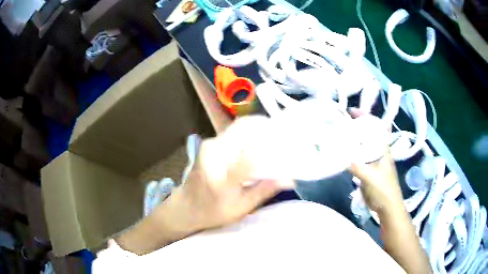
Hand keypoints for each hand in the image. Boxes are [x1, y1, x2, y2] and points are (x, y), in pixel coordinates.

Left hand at [176, 116, 293, 230]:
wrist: (185, 207)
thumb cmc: (213, 212)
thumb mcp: (241, 208)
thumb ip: (264, 191)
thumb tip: (289, 179)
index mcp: (223, 176)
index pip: (252, 155)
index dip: (272, 146)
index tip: (288, 144)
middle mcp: (214, 154)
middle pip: (244, 129)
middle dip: (266, 129)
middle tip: (282, 137)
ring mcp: (209, 145)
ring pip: (238, 128)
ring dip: (257, 130)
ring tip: (272, 139)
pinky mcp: (208, 144)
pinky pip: (232, 133)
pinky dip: (247, 134)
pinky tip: (256, 144)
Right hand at [348, 108, 404, 215]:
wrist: (387, 208)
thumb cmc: (384, 191)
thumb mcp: (371, 178)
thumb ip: (358, 167)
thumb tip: (340, 158)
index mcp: (383, 149)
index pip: (376, 128)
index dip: (366, 117)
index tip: (352, 111)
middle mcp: (378, 152)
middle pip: (367, 135)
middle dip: (355, 128)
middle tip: (340, 123)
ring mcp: (372, 162)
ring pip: (361, 147)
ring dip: (351, 142)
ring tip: (337, 137)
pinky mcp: (367, 171)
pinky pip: (357, 159)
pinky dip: (349, 155)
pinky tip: (340, 155)